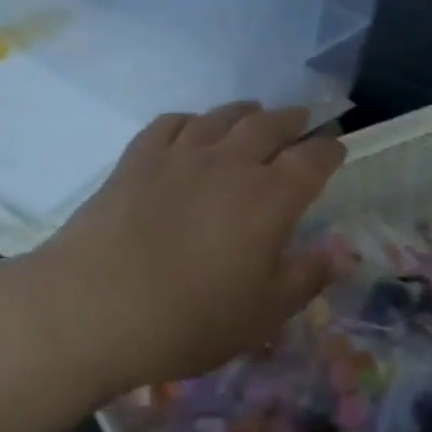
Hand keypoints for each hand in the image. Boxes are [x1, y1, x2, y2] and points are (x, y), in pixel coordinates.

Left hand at [27, 102, 345, 394]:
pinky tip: (193, 129)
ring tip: (256, 114)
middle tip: (304, 121)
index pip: (313, 159)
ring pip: (222, 117)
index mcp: (272, 197)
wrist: (91, 310)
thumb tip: (340, 255)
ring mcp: (181, 157)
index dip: (330, 150)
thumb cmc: (191, 318)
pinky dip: (192, 120)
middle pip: (271, 125)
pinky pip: (171, 123)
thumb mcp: (264, 312)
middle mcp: (232, 164)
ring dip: (247, 112)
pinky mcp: (137, 161)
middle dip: (294, 120)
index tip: (338, 149)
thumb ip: (307, 278)